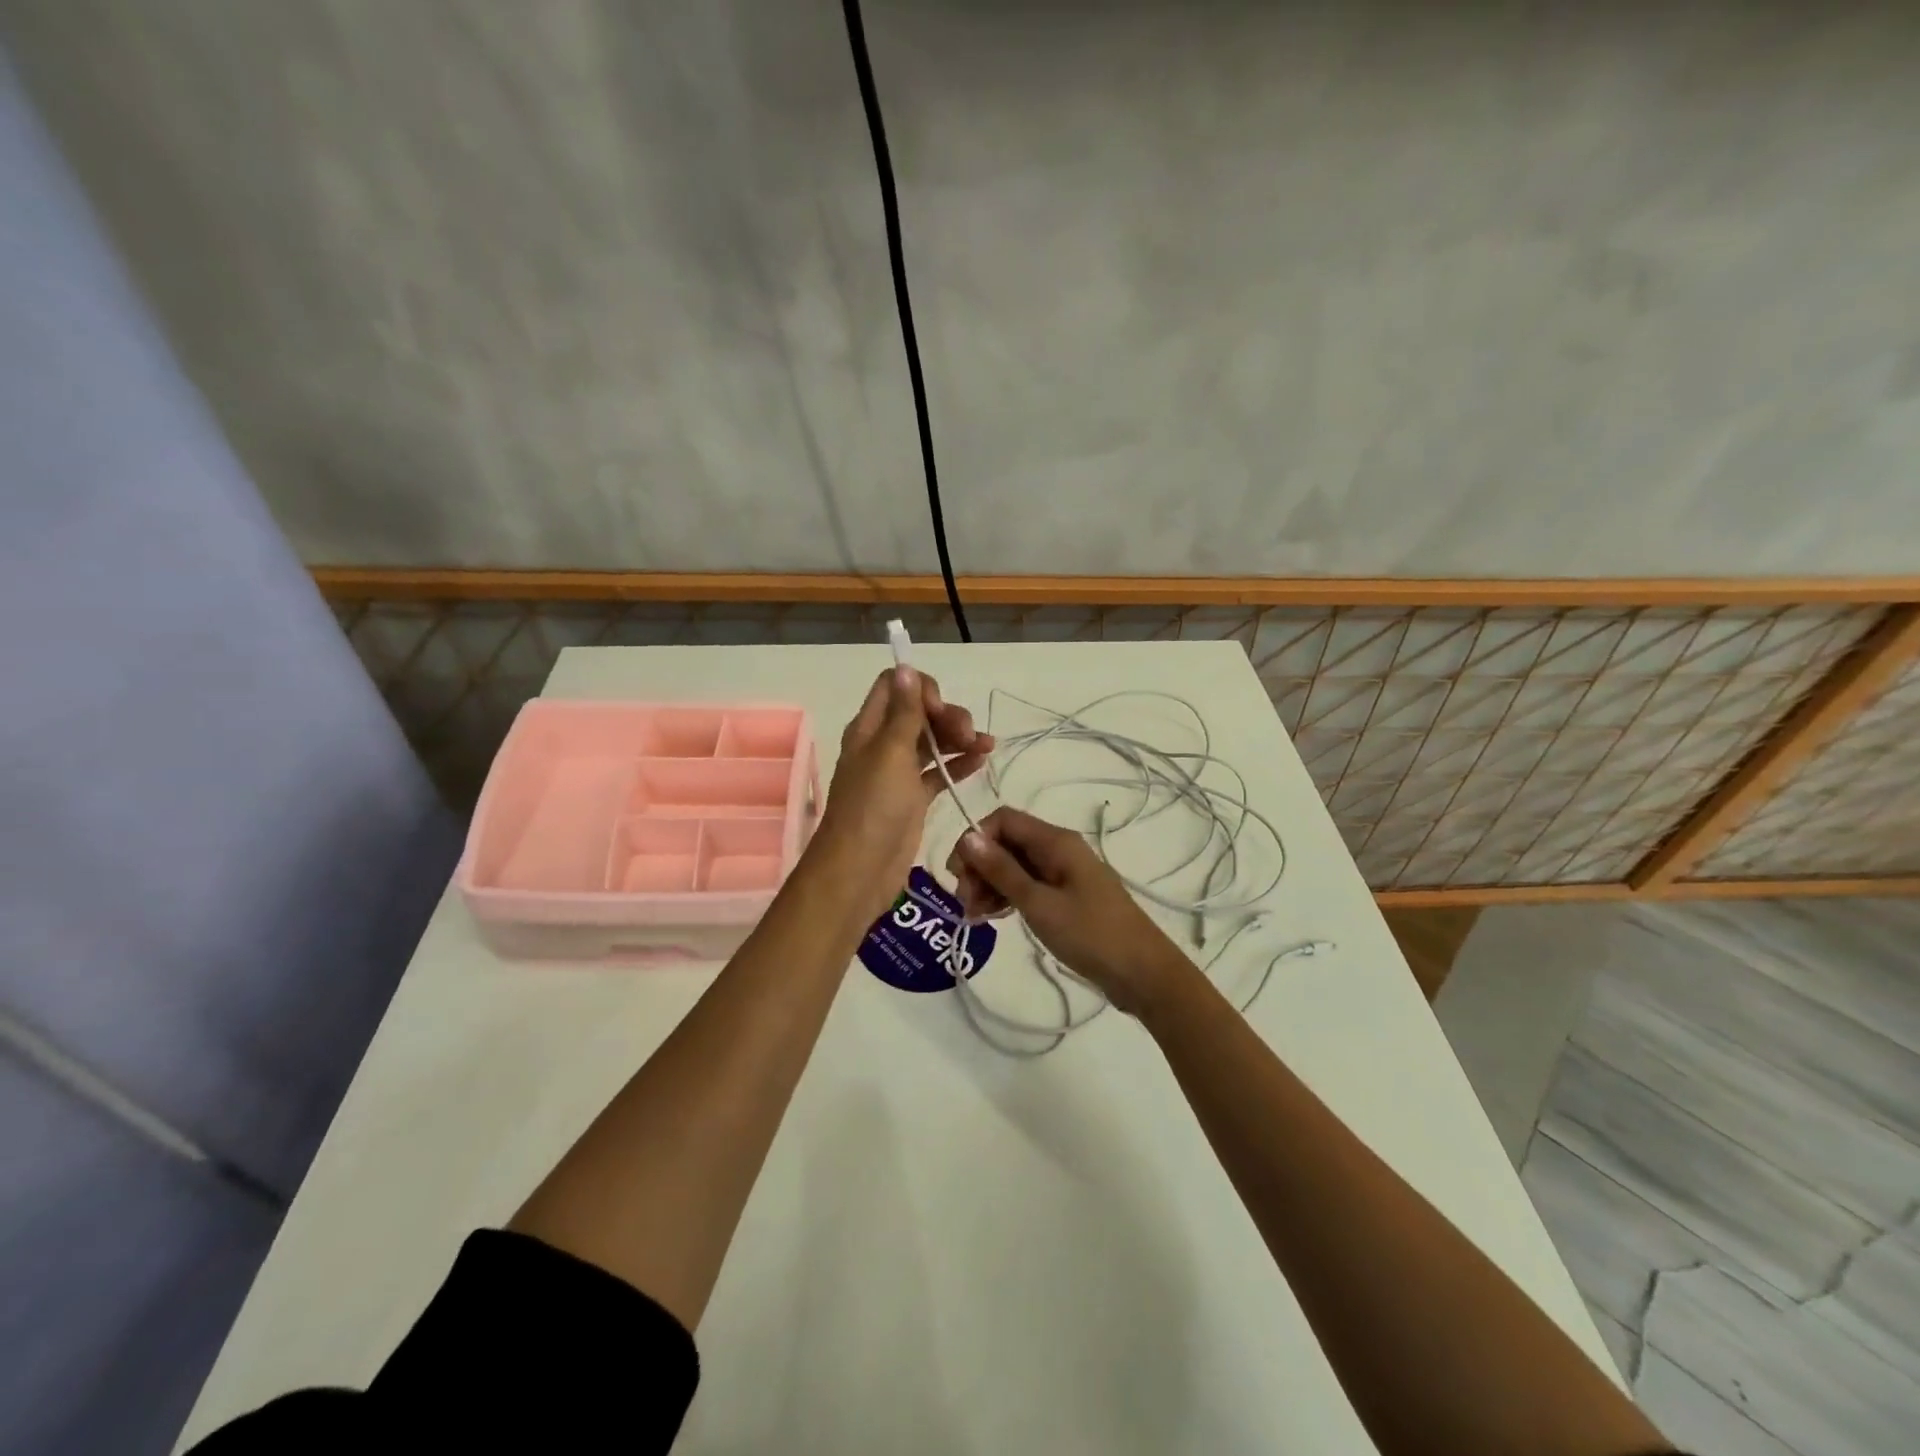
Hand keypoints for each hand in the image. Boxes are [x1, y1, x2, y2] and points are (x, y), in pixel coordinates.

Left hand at [812, 666, 992, 925]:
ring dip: (958, 738)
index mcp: (869, 729)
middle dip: (947, 715)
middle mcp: (882, 746)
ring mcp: (898, 774)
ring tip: (986, 746)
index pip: (894, 687)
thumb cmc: (873, 807)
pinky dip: (958, 764)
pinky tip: (982, 760)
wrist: (860, 870)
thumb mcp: (890, 753)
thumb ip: (903, 712)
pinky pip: (938, 772)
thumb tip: (906, 667)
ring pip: (932, 742)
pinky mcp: (912, 799)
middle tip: (968, 734)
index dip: (921, 688)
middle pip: (918, 713)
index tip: (939, 708)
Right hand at [947, 806, 1186, 1014]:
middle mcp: (1059, 849)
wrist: (1143, 974)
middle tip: (966, 904)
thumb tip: (968, 838)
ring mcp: (1063, 874)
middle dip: (979, 867)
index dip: (976, 840)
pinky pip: (1028, 885)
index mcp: (1056, 841)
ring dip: (990, 885)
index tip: (959, 876)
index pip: (1003, 820)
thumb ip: (1002, 870)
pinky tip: (994, 918)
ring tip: (976, 916)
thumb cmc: (1090, 935)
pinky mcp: (1066, 897)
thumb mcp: (1039, 903)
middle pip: (1006, 842)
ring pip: (1014, 866)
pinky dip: (1007, 897)